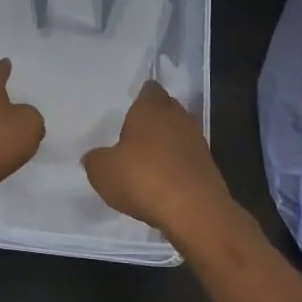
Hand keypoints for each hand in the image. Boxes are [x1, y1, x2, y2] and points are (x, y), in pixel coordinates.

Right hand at [82, 79, 236, 238]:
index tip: (127, 109)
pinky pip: (186, 157)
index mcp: (151, 108)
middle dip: (151, 120)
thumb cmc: (143, 179)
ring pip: (177, 134)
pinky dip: (175, 164)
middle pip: (165, 110)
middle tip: (131, 134)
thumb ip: (95, 159)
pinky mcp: (207, 166)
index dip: (139, 97)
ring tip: (144, 160)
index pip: (149, 90)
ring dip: (164, 144)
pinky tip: (161, 181)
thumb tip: (95, 156)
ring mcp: (196, 141)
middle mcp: (178, 117)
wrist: (194, 212)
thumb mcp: (102, 171)